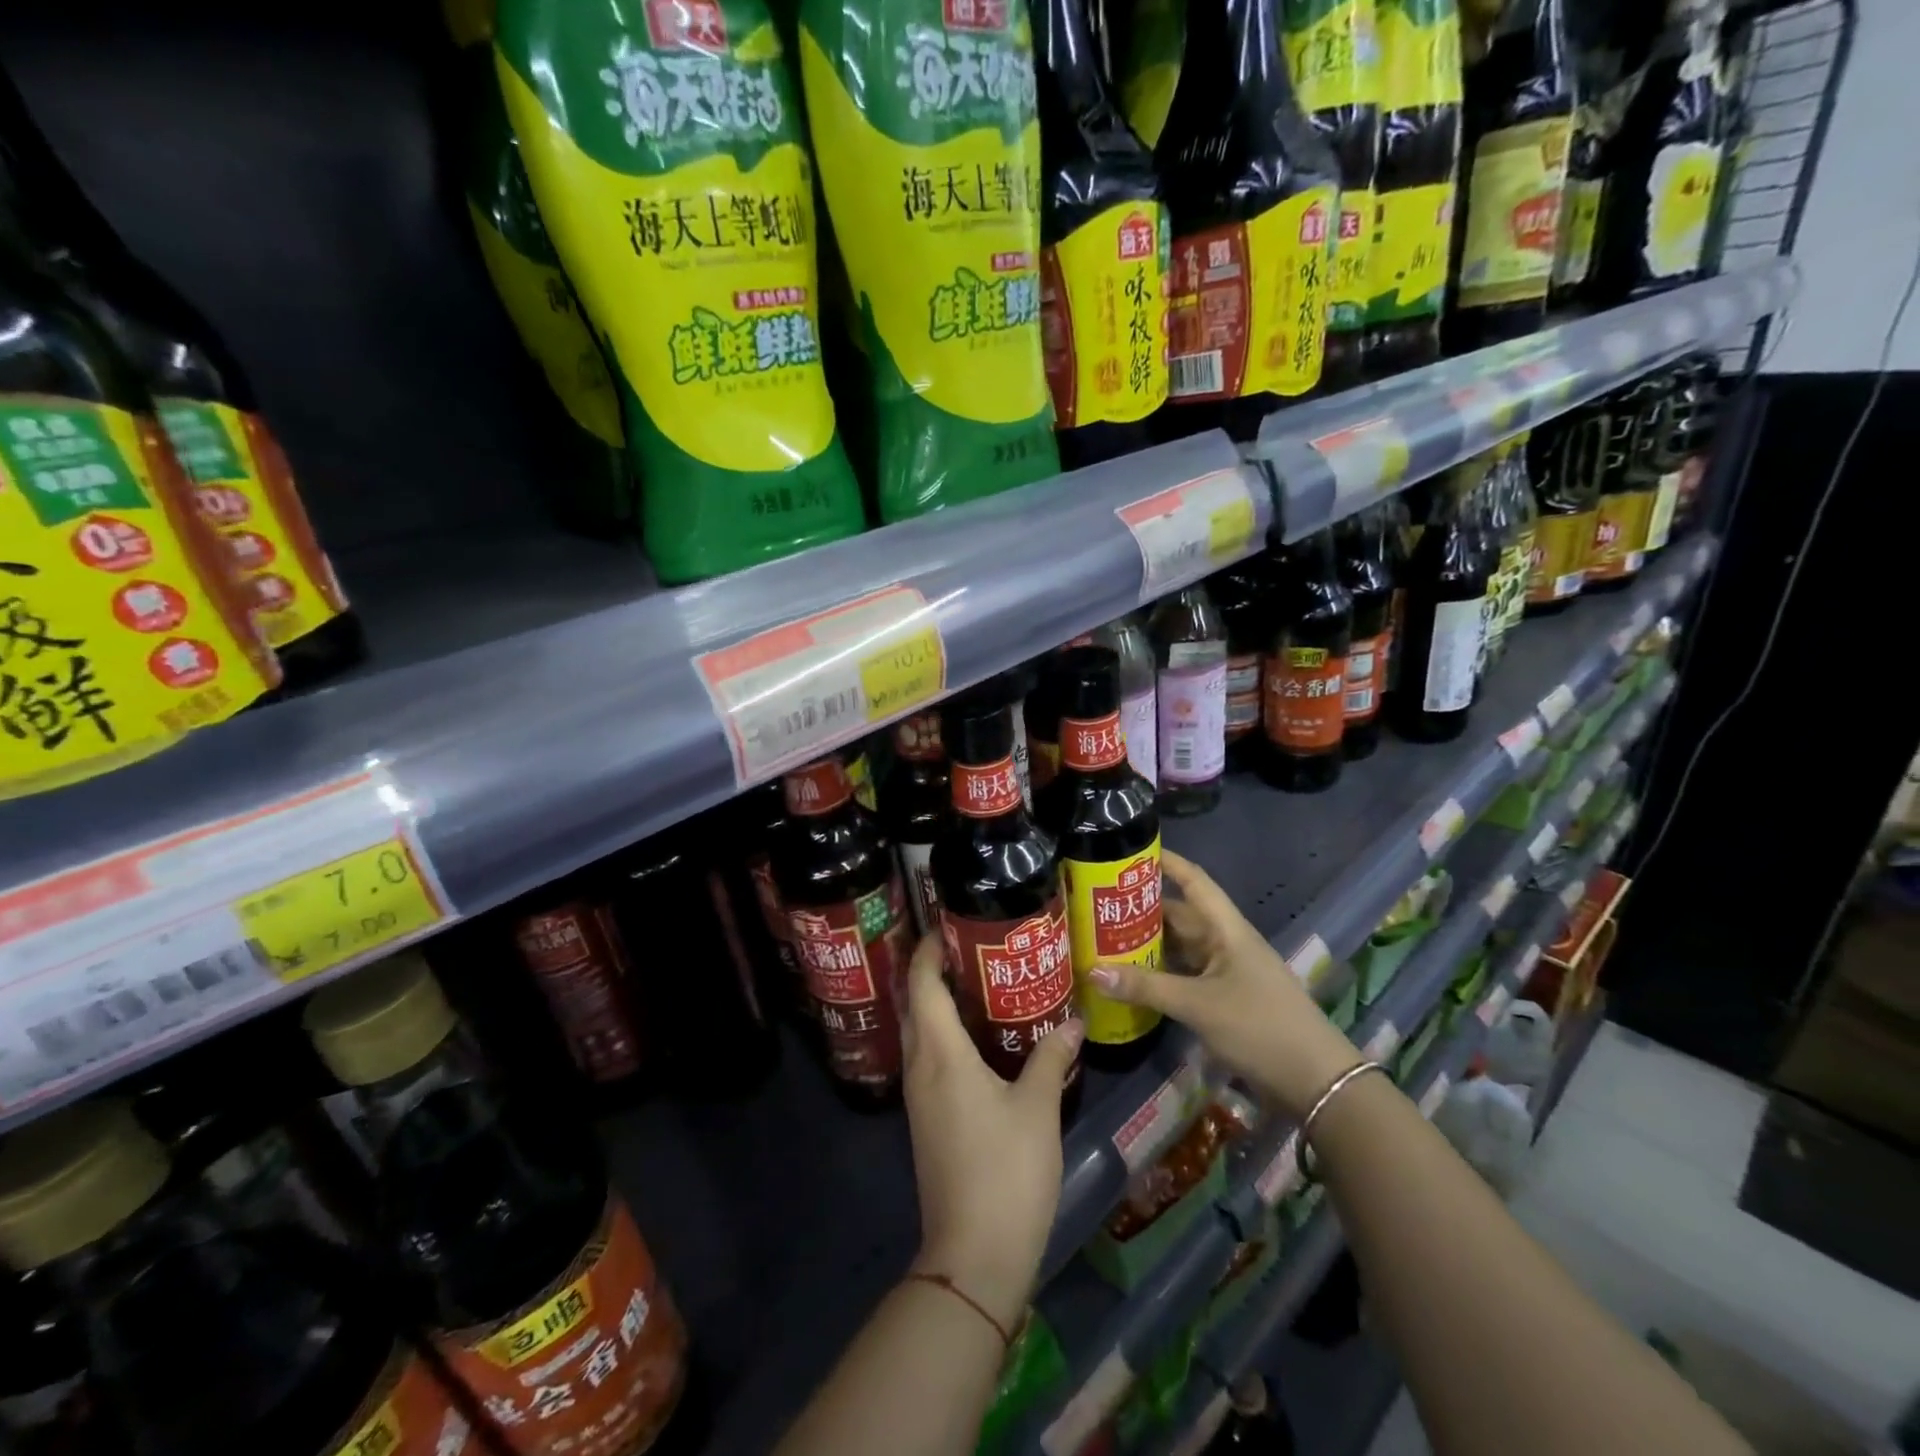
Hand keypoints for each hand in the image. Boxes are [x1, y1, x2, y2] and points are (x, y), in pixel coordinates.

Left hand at [901, 932, 1082, 1331]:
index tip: (948, 923)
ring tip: (979, 983)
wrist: (974, 1255)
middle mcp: (920, 1068)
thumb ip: (1049, 1057)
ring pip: (921, 1034)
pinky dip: (946, 1036)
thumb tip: (1072, 1020)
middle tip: (973, 948)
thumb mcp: (1037, 1108)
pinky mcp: (927, 1121)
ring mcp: (920, 1097)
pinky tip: (980, 1041)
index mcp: (940, 1055)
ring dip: (939, 1004)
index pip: (922, 985)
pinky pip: (929, 1060)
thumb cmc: (1006, 1171)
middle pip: (915, 1005)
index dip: (928, 950)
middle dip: (933, 971)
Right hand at [1089, 850, 1358, 1118]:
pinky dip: (1159, 974)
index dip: (1167, 862)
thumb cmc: (1260, 1027)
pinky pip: (1184, 975)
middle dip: (1143, 909)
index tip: (1131, 850)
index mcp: (1227, 929)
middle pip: (1180, 915)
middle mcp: (1226, 943)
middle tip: (1098, 904)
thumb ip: (1146, 987)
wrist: (1315, 1082)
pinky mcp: (1225, 999)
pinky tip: (1132, 979)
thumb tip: (1092, 970)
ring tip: (1104, 938)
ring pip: (1180, 947)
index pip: (1194, 881)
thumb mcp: (1198, 1005)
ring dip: (1148, 944)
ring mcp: (1226, 972)